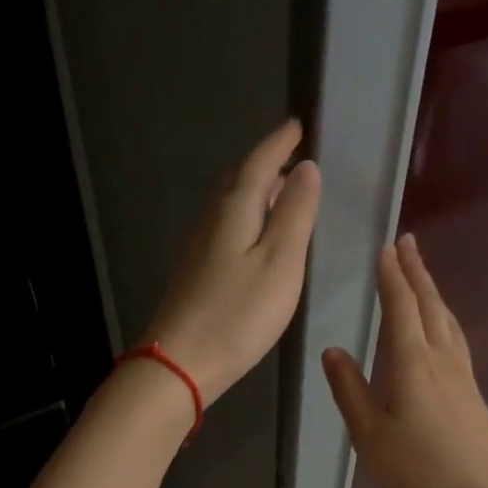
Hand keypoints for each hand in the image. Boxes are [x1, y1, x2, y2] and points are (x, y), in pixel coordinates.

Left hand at [144, 121, 321, 404]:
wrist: (182, 362)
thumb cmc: (239, 313)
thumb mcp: (281, 262)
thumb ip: (295, 214)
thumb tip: (306, 168)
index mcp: (235, 210)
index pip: (259, 163)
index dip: (279, 143)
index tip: (297, 125)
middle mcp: (213, 220)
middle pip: (240, 180)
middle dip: (266, 163)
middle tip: (291, 156)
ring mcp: (200, 247)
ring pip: (231, 204)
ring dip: (256, 191)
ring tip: (282, 192)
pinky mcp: (197, 272)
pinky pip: (226, 227)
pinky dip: (247, 218)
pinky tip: (257, 236)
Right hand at [323, 235, 487, 487]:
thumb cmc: (418, 469)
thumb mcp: (370, 434)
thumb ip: (349, 389)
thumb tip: (332, 350)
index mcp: (412, 362)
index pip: (400, 307)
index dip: (392, 276)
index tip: (385, 248)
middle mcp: (441, 357)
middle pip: (429, 304)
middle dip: (416, 271)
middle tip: (407, 242)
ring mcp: (462, 373)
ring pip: (446, 319)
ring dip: (432, 290)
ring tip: (421, 274)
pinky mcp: (472, 389)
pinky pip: (455, 337)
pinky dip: (443, 316)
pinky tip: (442, 324)